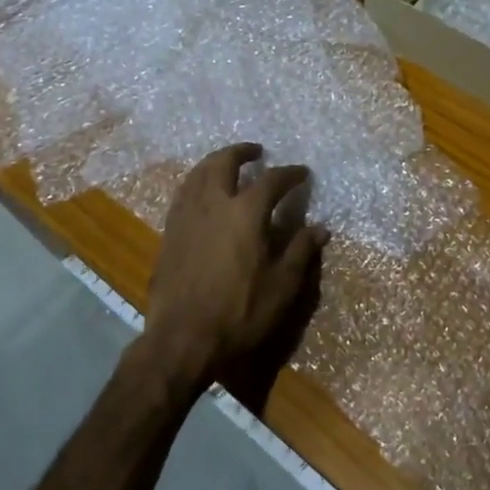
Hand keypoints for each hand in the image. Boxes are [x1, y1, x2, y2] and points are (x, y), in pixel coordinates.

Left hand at [140, 143, 327, 396]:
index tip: (302, 172)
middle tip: (256, 151)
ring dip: (215, 162)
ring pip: (198, 173)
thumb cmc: (239, 313)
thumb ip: (300, 251)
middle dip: (241, 152)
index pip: (272, 180)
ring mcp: (186, 216)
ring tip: (227, 164)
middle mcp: (214, 204)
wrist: (182, 339)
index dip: (290, 174)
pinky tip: (202, 193)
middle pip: (224, 163)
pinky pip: (183, 193)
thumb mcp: (282, 286)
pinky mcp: (169, 232)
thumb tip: (320, 228)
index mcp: (246, 213)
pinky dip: (197, 182)